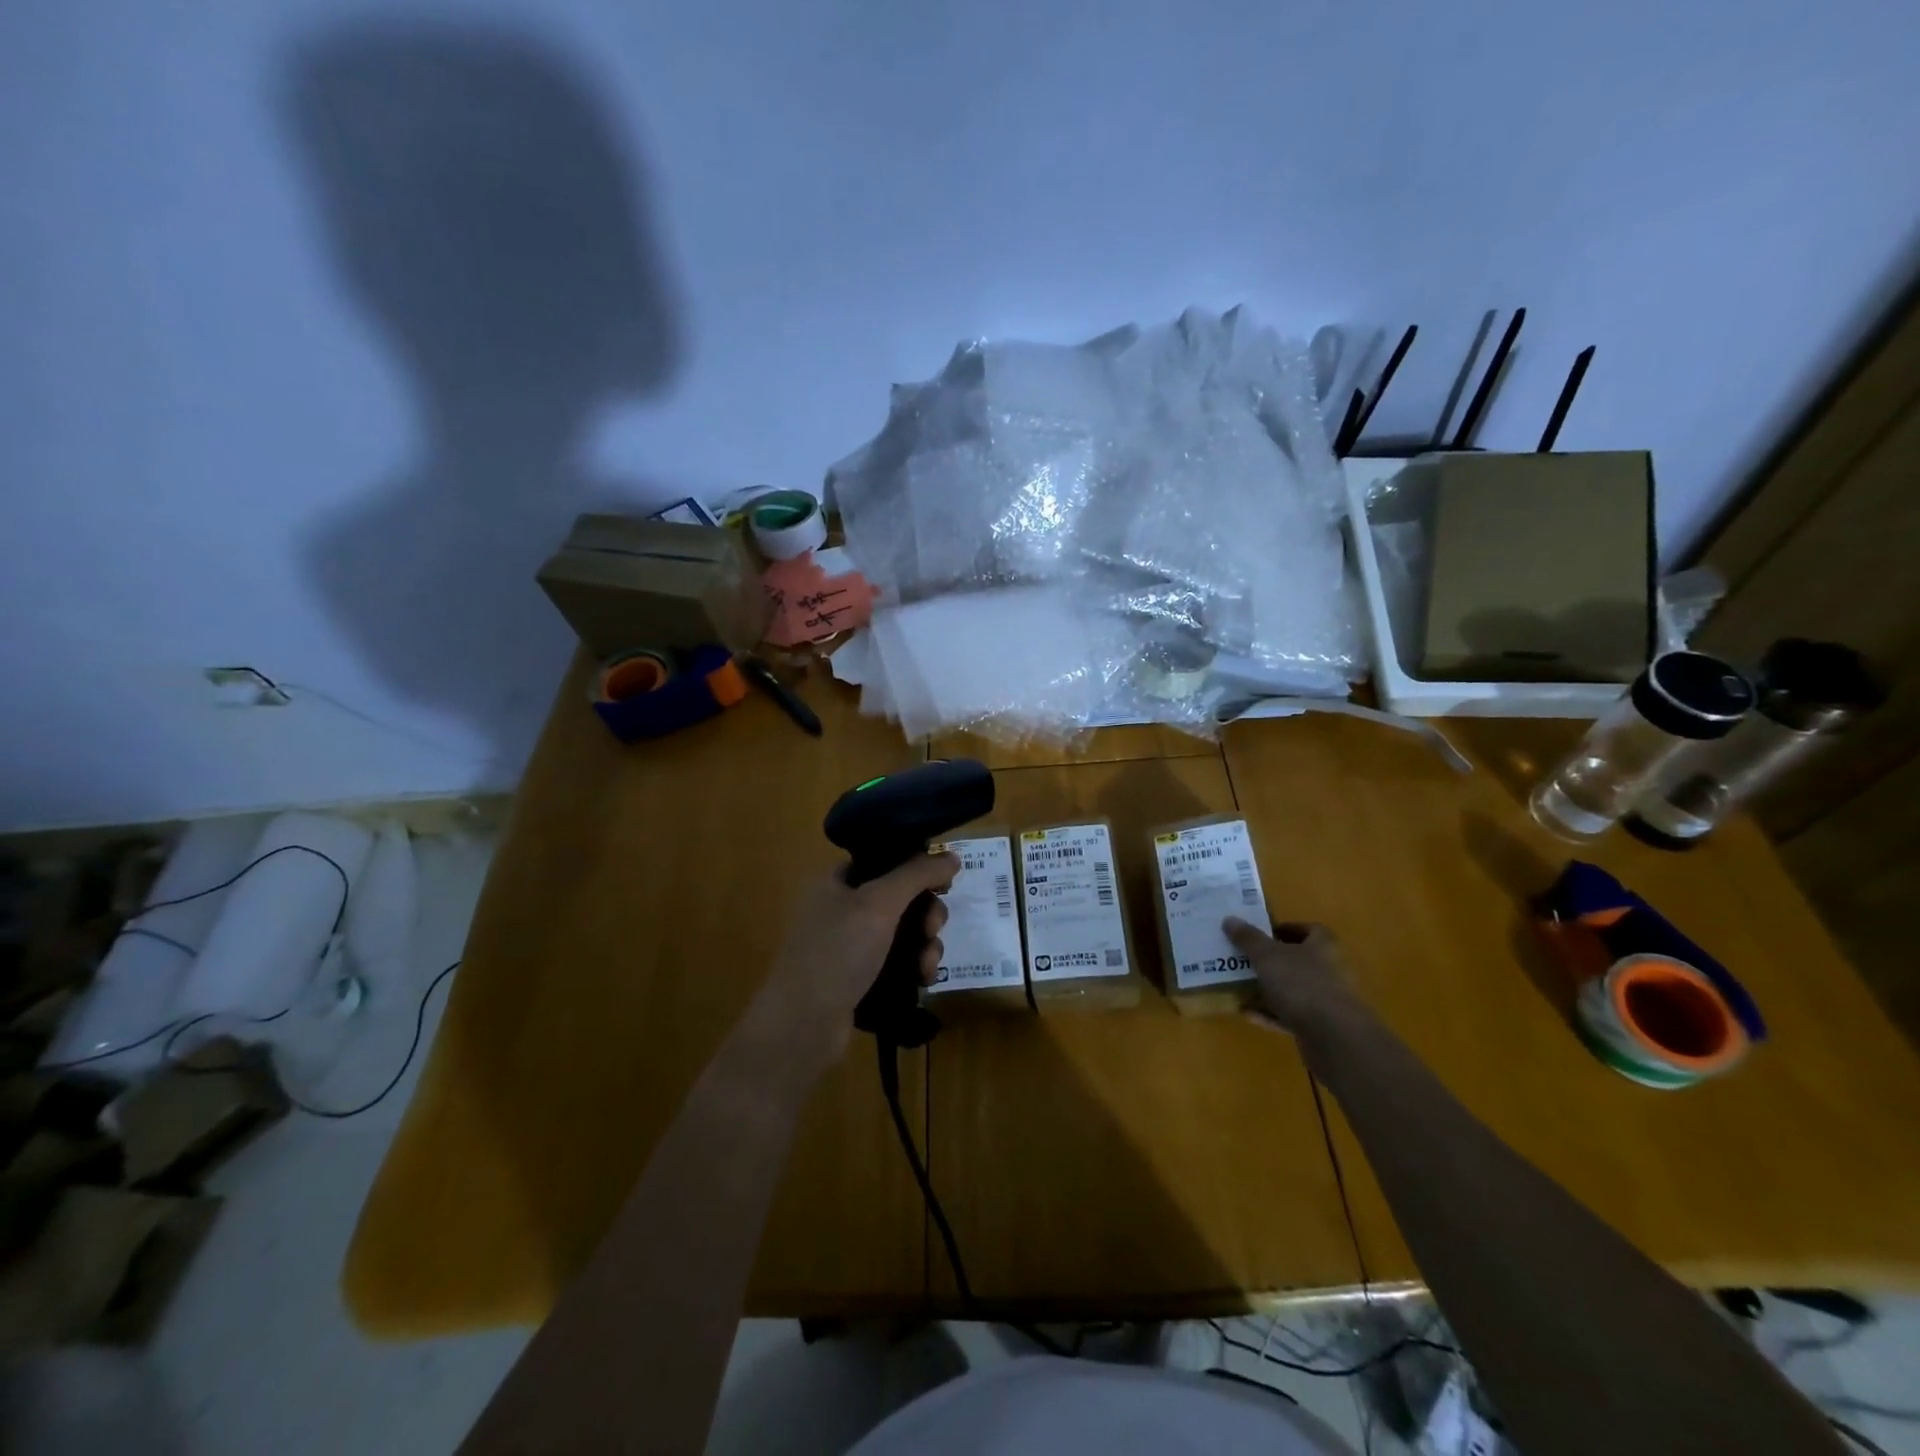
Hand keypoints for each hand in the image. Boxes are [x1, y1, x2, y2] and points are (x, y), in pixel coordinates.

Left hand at [752, 853, 960, 1072]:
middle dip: (926, 913)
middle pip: (899, 898)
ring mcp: (848, 946)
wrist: (803, 1025)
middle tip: (933, 928)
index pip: (883, 861)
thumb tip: (952, 856)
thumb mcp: (879, 903)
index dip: (915, 868)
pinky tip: (923, 979)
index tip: (943, 883)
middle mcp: (840, 909)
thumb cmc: (837, 952)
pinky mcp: (858, 978)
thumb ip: (917, 874)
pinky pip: (897, 962)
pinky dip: (914, 967)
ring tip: (927, 964)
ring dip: (925, 944)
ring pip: (903, 932)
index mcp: (835, 882)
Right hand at [1223, 917, 1362, 1038]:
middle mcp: (1330, 970)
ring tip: (1240, 987)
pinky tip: (1249, 1014)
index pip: (1310, 929)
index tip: (1262, 934)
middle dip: (1272, 961)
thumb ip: (1248, 938)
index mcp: (1323, 946)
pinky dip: (1271, 1013)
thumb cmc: (1301, 984)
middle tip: (1245, 960)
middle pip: (1299, 960)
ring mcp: (1327, 1000)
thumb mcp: (1266, 956)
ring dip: (1269, 989)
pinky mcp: (1321, 1027)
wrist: (1333, 1037)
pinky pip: (1291, 1015)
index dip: (1287, 929)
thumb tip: (1230, 919)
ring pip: (1294, 989)